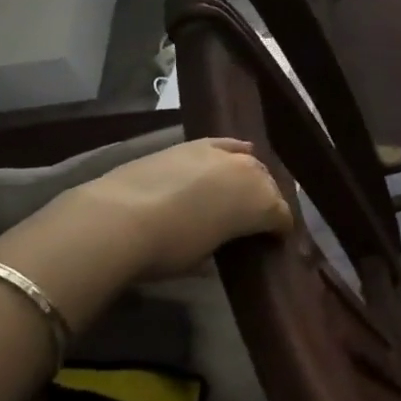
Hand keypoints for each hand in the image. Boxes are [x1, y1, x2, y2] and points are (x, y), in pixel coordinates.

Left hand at [73, 137, 291, 278]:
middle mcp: (251, 173)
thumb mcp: (205, 257)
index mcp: (262, 204)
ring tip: (238, 192)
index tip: (272, 243)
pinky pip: (227, 145)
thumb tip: (227, 242)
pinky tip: (235, 156)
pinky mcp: (196, 144)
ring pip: (251, 163)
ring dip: (250, 178)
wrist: (119, 218)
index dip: (279, 231)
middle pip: (269, 186)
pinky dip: (234, 152)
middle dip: (267, 202)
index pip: (282, 217)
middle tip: (255, 220)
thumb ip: (226, 243)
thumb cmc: (168, 249)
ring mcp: (224, 154)